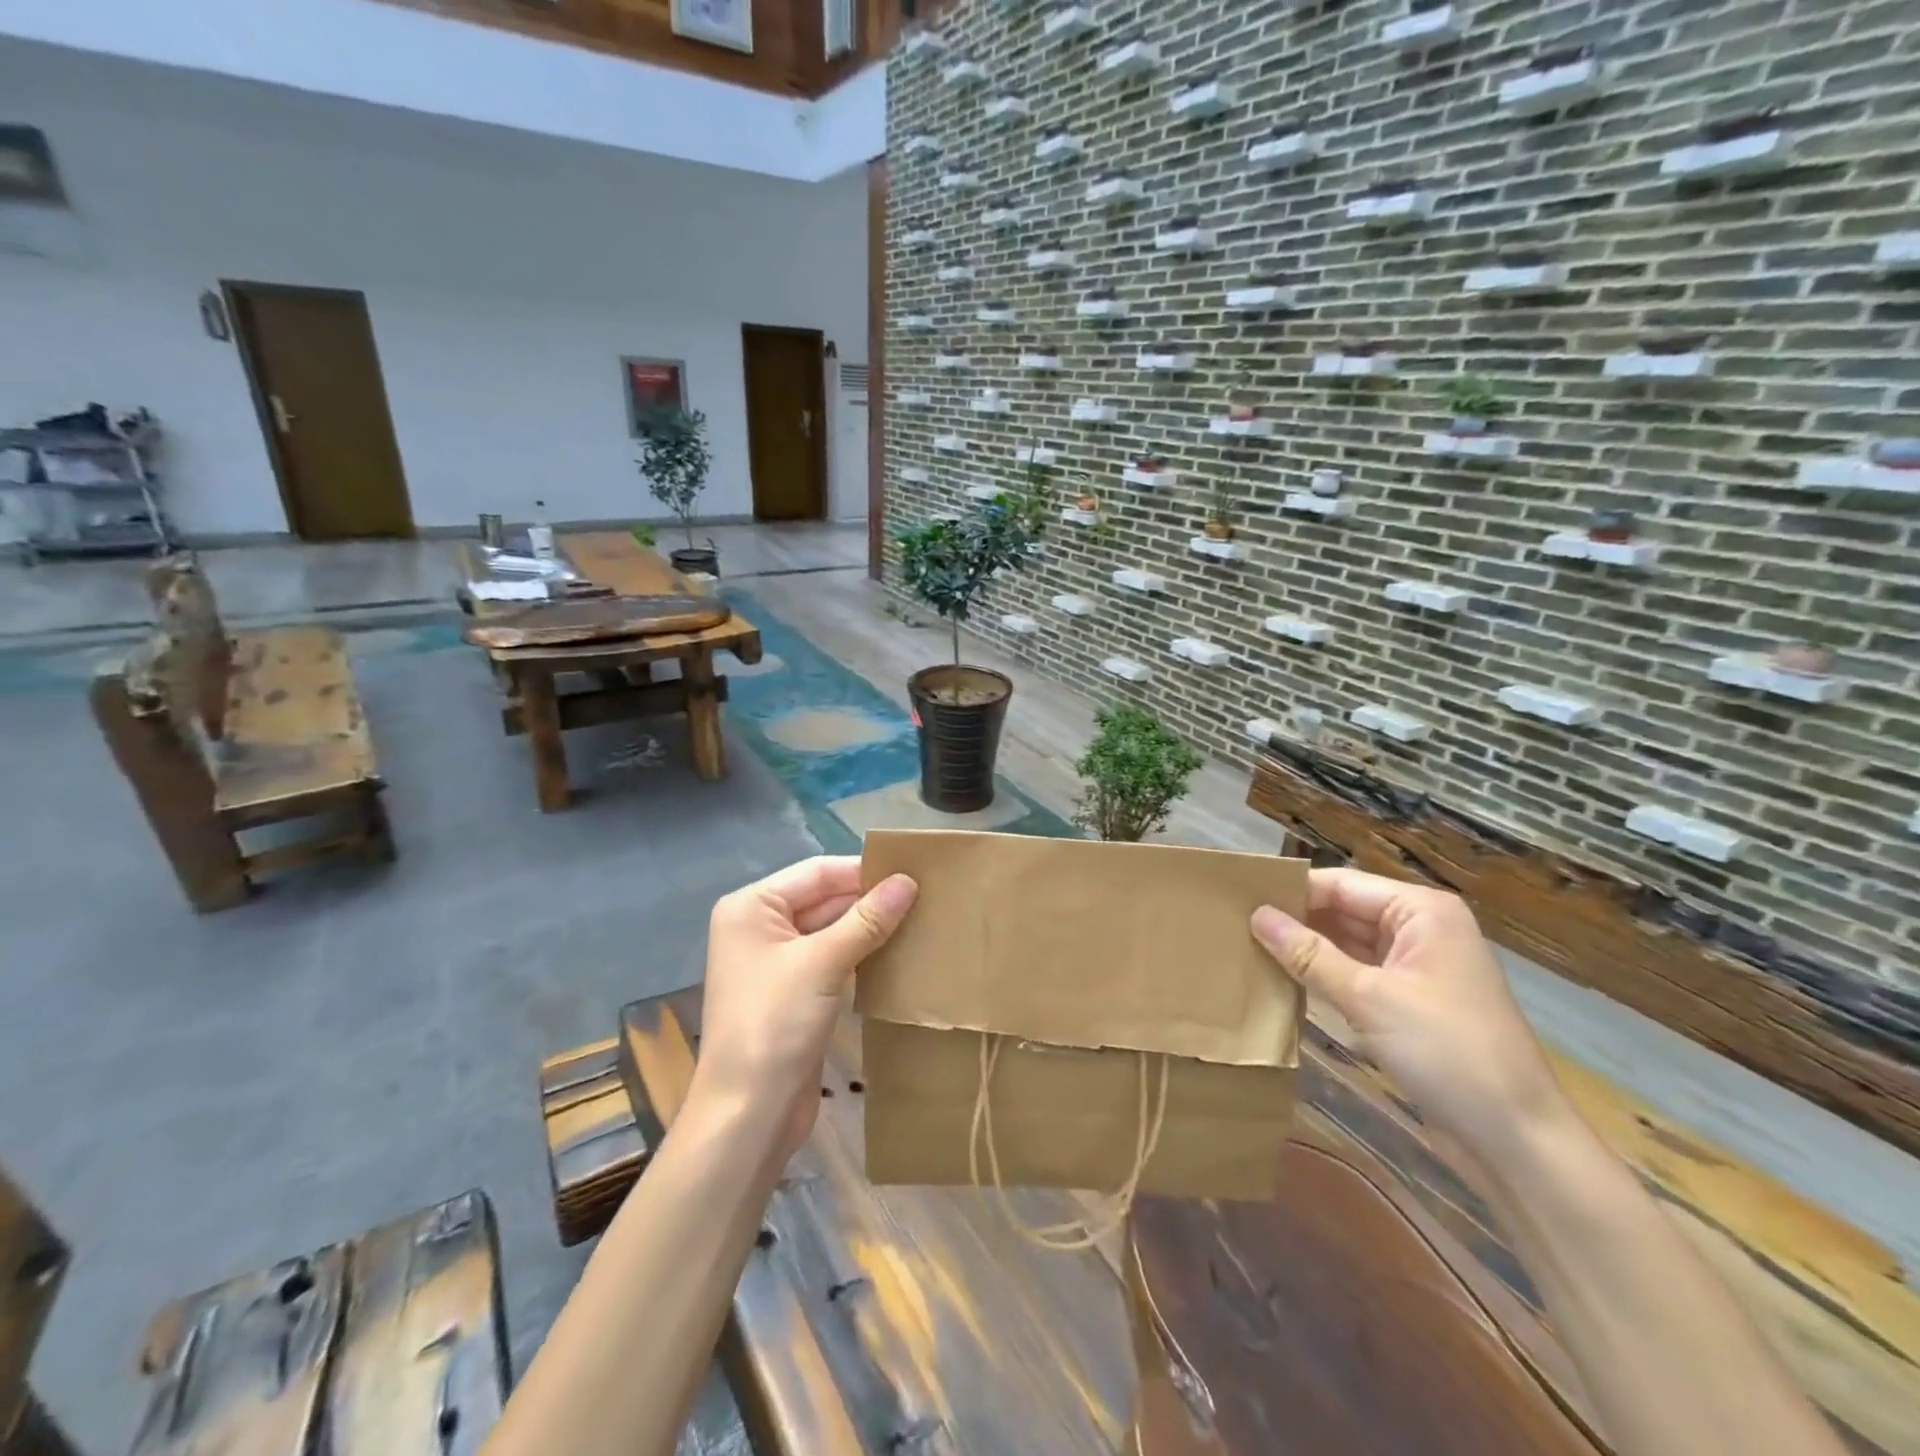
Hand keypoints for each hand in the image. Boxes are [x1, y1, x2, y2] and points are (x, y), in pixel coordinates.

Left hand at [691, 856, 917, 1160]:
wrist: (748, 1115)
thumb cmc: (775, 1025)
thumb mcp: (823, 963)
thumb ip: (867, 919)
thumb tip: (908, 881)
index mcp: (752, 907)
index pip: (818, 872)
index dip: (864, 871)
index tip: (915, 873)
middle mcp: (760, 927)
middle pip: (824, 898)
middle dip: (870, 900)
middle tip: (926, 897)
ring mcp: (776, 962)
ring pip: (832, 930)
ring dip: (870, 928)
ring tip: (922, 920)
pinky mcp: (794, 992)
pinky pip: (833, 959)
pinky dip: (862, 954)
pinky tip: (899, 953)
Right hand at [1251, 869, 1565, 1156]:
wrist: (1517, 1140)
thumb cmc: (1448, 1052)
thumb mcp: (1368, 997)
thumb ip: (1308, 954)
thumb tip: (1256, 915)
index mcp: (1421, 912)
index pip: (1341, 884)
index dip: (1291, 890)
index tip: (1237, 898)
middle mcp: (1421, 930)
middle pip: (1344, 911)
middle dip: (1295, 919)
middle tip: (1234, 923)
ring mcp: (1417, 968)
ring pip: (1348, 944)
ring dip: (1306, 949)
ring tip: (1246, 946)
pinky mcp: (1411, 1003)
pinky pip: (1357, 975)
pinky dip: (1324, 976)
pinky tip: (1282, 979)